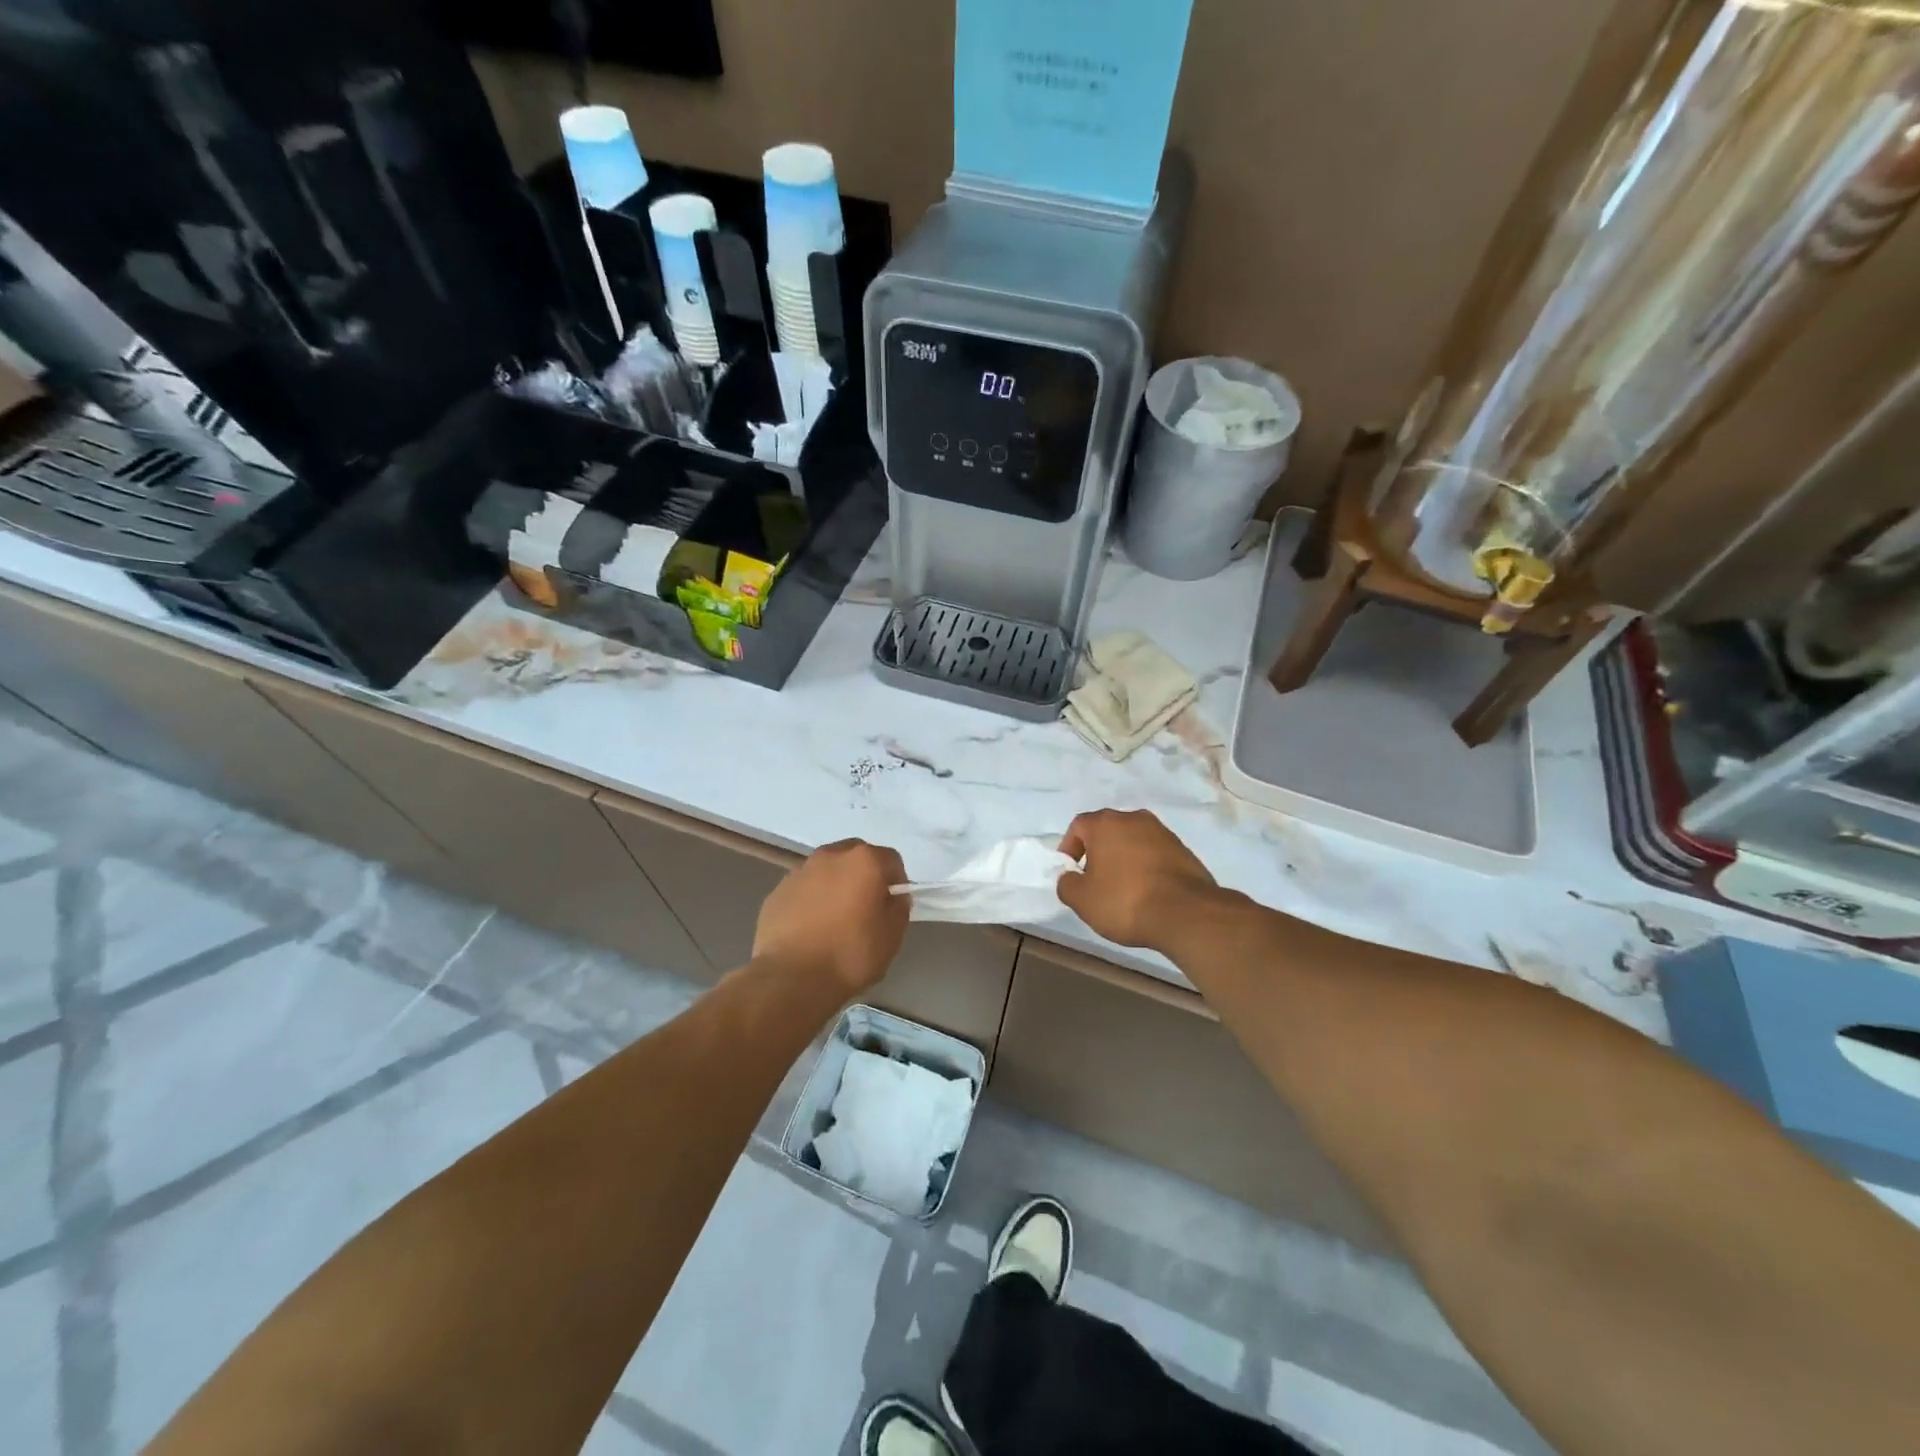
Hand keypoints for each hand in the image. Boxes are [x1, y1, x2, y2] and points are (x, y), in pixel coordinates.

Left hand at [754, 839, 909, 994]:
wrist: (791, 977)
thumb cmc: (850, 954)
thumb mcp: (891, 936)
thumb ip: (898, 908)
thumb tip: (893, 897)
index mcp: (864, 861)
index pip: (891, 859)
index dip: (897, 882)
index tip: (892, 906)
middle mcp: (831, 856)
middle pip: (856, 856)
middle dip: (864, 875)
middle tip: (865, 906)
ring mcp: (800, 871)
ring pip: (827, 870)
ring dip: (835, 884)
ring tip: (834, 919)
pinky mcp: (777, 891)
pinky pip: (803, 888)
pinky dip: (811, 899)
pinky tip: (810, 928)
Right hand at [1057, 809, 1218, 952]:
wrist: (1186, 913)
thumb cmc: (1125, 901)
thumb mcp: (1082, 899)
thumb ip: (1066, 884)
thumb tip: (1070, 877)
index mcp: (1106, 823)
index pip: (1078, 826)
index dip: (1069, 849)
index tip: (1071, 873)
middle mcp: (1134, 818)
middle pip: (1107, 831)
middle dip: (1098, 853)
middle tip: (1095, 881)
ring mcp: (1163, 832)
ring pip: (1133, 841)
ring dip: (1124, 859)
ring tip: (1123, 889)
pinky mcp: (1184, 850)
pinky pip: (1154, 854)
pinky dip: (1146, 867)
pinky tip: (1147, 892)